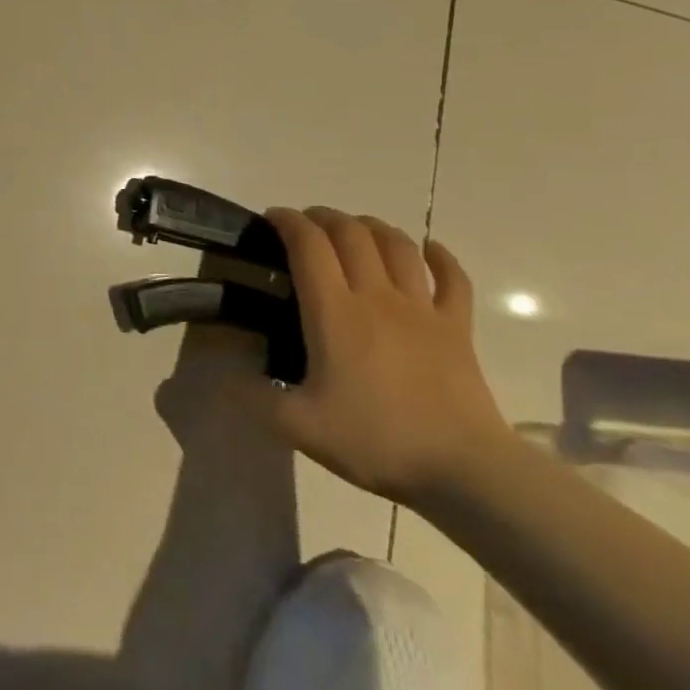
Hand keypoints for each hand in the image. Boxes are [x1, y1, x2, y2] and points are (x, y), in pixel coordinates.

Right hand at [249, 207, 511, 505]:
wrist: (465, 471)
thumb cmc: (377, 442)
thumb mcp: (299, 427)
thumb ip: (255, 397)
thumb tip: (224, 376)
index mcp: (335, 312)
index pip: (309, 245)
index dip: (288, 222)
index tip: (271, 219)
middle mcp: (376, 296)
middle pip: (351, 233)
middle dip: (324, 217)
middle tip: (306, 224)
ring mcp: (421, 309)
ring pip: (397, 245)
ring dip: (372, 226)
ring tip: (354, 229)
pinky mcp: (457, 328)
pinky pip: (453, 279)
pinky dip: (440, 257)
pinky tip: (429, 250)